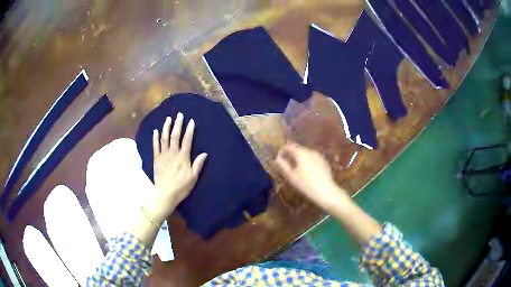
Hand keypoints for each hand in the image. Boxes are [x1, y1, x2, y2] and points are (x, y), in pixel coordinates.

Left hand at [148, 112, 207, 221]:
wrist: (165, 195)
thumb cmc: (181, 187)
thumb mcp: (193, 178)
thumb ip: (198, 164)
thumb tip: (205, 153)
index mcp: (183, 157)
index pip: (187, 140)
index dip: (189, 130)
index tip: (191, 121)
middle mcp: (173, 153)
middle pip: (175, 135)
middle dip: (178, 124)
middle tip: (179, 114)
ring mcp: (163, 156)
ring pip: (164, 138)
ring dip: (166, 127)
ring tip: (168, 119)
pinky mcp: (156, 160)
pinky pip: (155, 146)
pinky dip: (155, 138)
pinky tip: (155, 131)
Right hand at [275, 142, 347, 209]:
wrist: (326, 192)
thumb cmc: (306, 185)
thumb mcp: (292, 177)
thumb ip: (283, 165)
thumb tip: (277, 159)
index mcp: (301, 153)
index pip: (289, 146)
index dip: (282, 151)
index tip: (278, 158)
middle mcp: (310, 151)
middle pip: (298, 148)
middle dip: (290, 154)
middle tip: (285, 164)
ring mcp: (318, 156)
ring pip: (305, 153)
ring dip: (299, 157)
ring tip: (295, 168)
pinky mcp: (324, 161)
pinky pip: (312, 157)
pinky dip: (307, 161)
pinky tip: (306, 171)